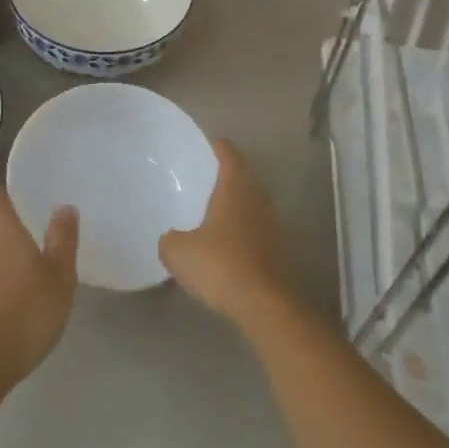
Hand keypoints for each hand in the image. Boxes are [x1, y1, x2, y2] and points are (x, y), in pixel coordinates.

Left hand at [0, 185, 78, 387]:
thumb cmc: (26, 311)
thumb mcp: (58, 276)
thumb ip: (62, 241)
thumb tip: (63, 205)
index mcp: (6, 239)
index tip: (2, 184)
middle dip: (5, 227)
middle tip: (26, 223)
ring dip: (4, 255)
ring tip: (26, 259)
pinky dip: (2, 280)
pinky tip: (17, 293)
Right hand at [160, 139, 292, 329]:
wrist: (262, 304)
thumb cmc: (219, 265)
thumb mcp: (177, 251)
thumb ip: (170, 239)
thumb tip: (172, 238)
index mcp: (234, 191)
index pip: (230, 158)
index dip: (221, 149)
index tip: (215, 142)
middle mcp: (257, 202)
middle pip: (245, 180)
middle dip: (231, 177)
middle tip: (211, 176)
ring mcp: (271, 227)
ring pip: (253, 206)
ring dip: (239, 205)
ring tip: (218, 210)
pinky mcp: (278, 253)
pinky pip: (257, 231)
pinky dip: (244, 231)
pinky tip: (229, 244)